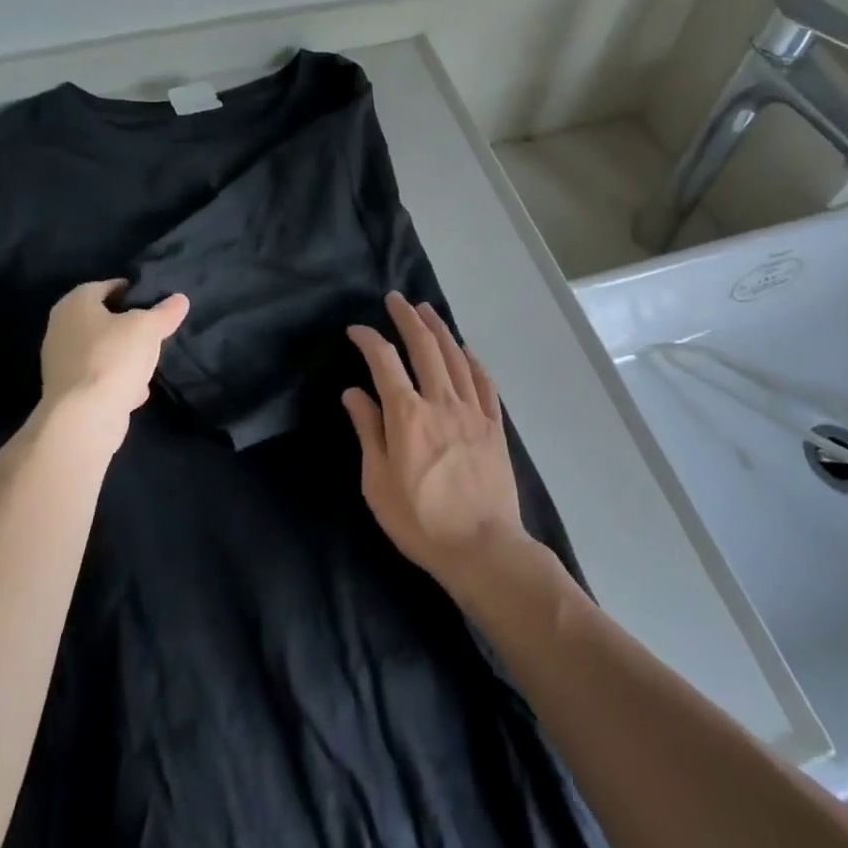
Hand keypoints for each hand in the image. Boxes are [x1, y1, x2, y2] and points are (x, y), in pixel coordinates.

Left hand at [37, 279, 188, 444]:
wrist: (84, 419)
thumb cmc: (113, 358)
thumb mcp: (148, 328)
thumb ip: (165, 312)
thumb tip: (180, 299)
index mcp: (75, 303)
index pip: (109, 286)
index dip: (135, 291)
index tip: (157, 303)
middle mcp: (61, 328)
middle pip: (104, 319)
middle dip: (130, 326)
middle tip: (156, 331)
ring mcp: (60, 362)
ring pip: (102, 350)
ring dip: (124, 355)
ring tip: (150, 361)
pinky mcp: (67, 391)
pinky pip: (98, 376)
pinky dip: (116, 380)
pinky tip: (136, 389)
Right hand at [343, 292, 532, 592]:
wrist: (482, 548)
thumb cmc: (420, 521)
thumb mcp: (378, 482)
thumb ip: (368, 430)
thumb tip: (353, 392)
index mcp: (407, 415)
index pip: (384, 361)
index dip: (369, 339)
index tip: (357, 329)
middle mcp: (440, 401)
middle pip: (424, 346)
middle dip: (407, 318)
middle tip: (396, 299)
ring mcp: (471, 410)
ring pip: (454, 356)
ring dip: (438, 328)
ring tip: (426, 309)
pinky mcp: (493, 424)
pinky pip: (483, 381)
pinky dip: (471, 359)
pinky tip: (465, 349)